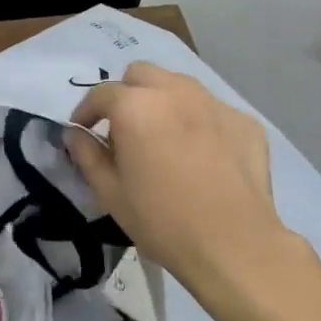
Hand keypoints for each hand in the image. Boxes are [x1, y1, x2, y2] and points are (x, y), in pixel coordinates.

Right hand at [66, 63, 320, 320]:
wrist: (234, 247)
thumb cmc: (161, 221)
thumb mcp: (109, 192)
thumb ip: (87, 154)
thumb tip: (75, 134)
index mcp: (136, 106)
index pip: (101, 94)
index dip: (86, 111)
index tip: (84, 131)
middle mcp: (175, 92)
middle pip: (141, 74)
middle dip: (126, 94)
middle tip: (123, 128)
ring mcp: (215, 104)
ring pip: (179, 85)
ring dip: (162, 101)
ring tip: (162, 136)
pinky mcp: (245, 122)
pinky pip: (211, 110)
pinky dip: (198, 121)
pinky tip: (200, 154)